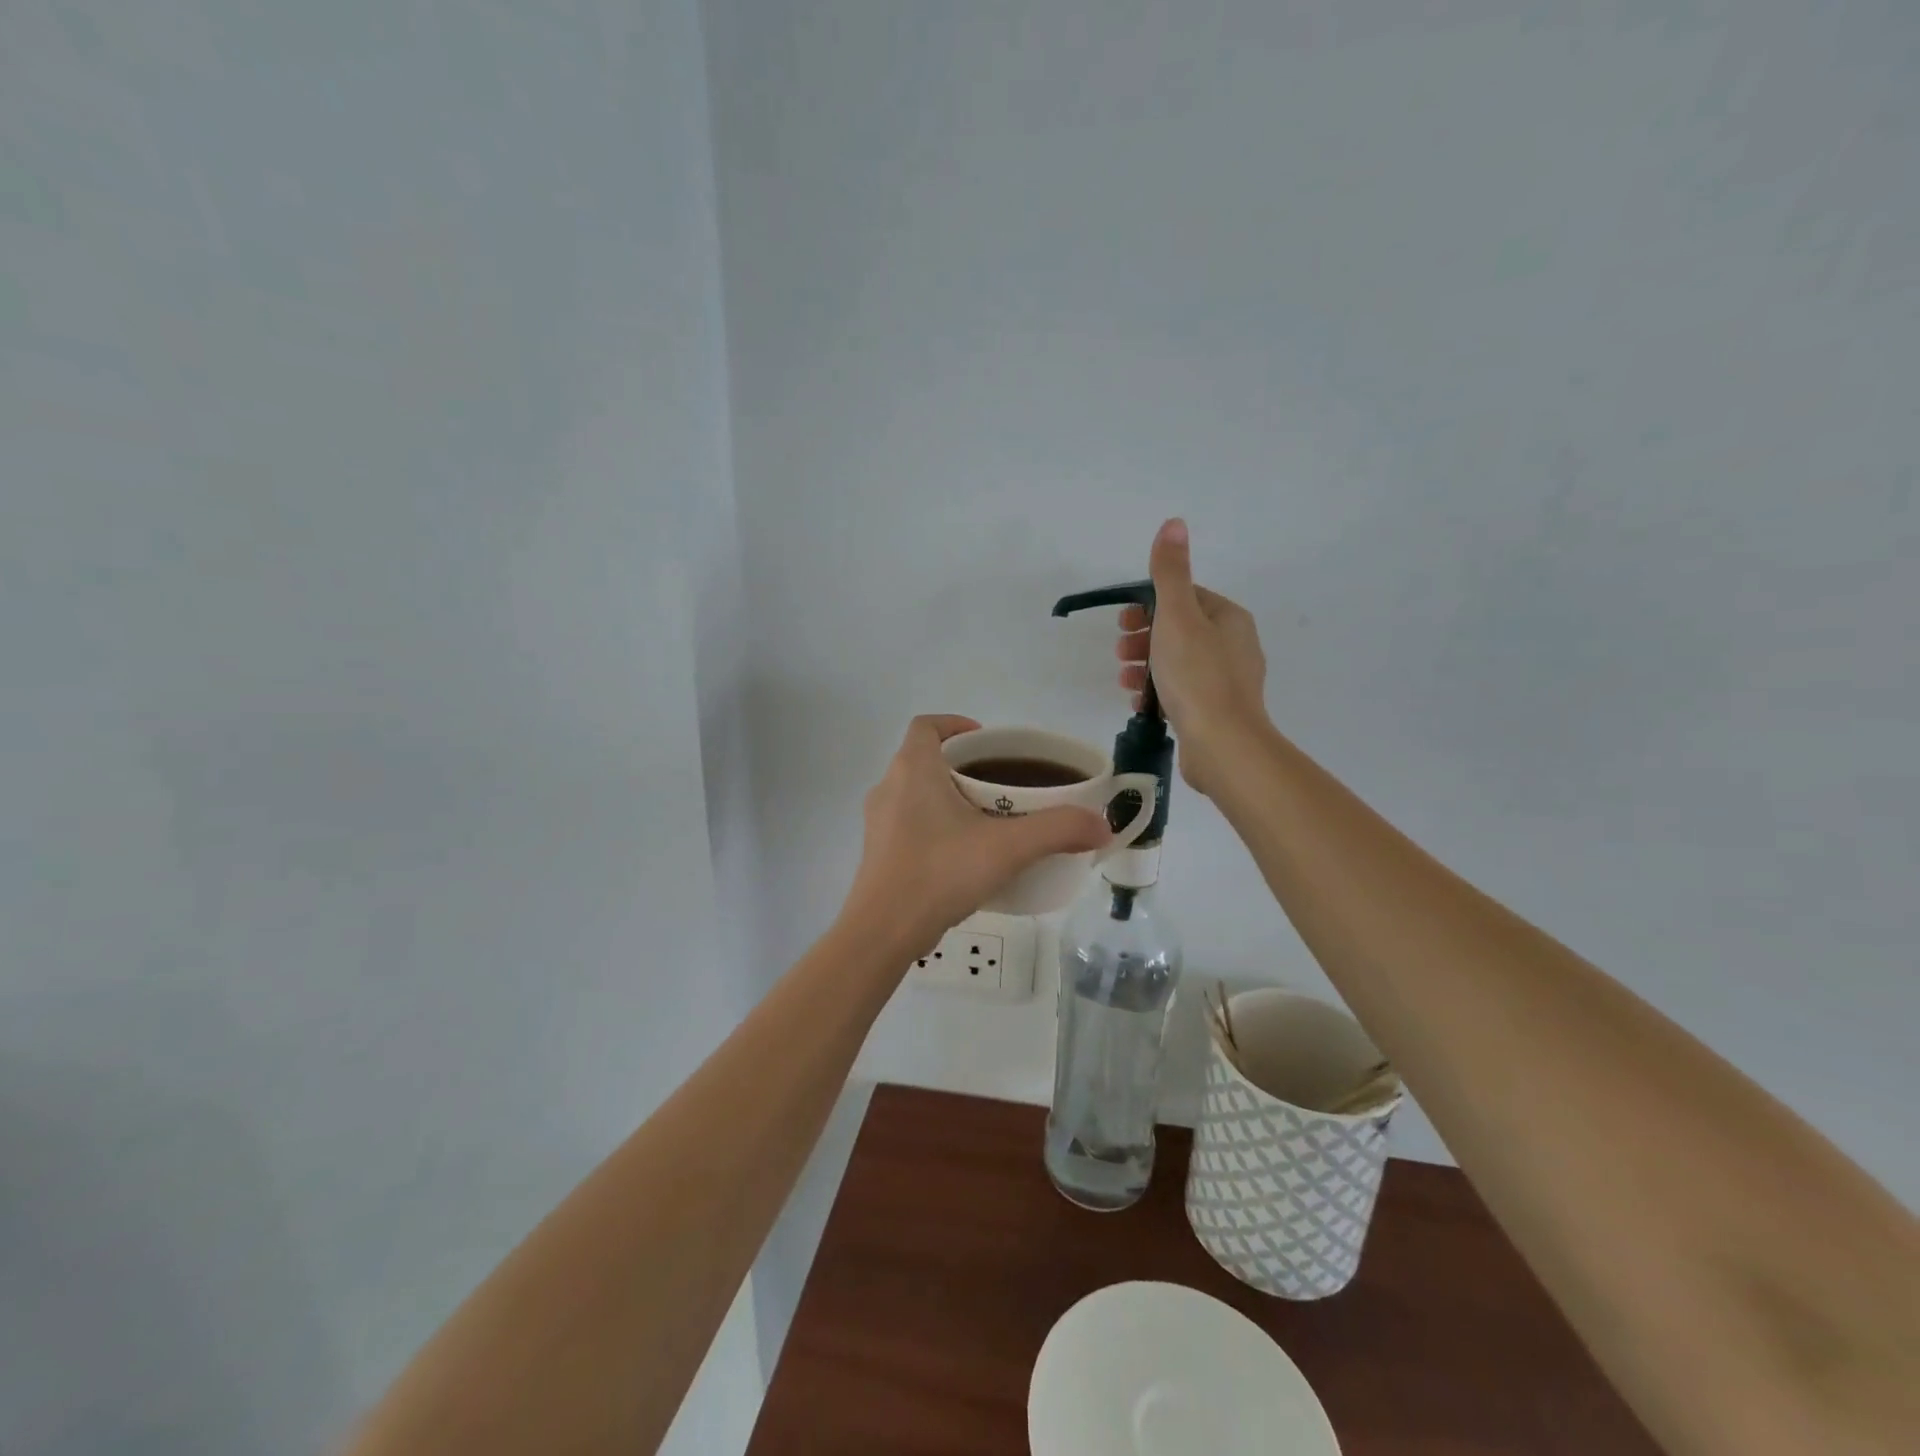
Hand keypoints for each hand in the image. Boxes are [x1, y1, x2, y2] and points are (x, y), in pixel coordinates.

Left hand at [843, 715, 1109, 955]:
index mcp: (913, 769)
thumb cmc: (940, 872)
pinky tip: (963, 855)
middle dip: (963, 766)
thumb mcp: (1007, 848)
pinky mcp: (878, 852)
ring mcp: (878, 822)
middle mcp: (888, 787)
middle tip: (1001, 785)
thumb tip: (1102, 826)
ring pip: (916, 792)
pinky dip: (935, 824)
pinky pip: (908, 822)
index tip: (988, 743)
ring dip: (948, 796)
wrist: (883, 932)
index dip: (955, 724)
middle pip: (925, 758)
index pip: (926, 725)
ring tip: (987, 820)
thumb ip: (1058, 831)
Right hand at [1117, 519, 1270, 797]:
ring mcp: (1228, 682)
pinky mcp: (1218, 712)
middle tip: (1119, 652)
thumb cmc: (1197, 676)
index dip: (1150, 605)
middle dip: (1145, 637)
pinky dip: (1159, 691)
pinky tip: (1140, 704)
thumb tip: (1174, 523)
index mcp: (1229, 619)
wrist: (1223, 745)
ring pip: (1180, 663)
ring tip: (1123, 679)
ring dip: (1147, 666)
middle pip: (1181, 630)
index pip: (1187, 598)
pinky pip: (1183, 691)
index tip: (1123, 621)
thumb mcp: (1177, 617)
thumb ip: (1171, 573)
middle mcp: (1235, 646)